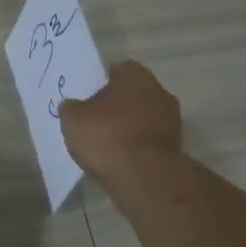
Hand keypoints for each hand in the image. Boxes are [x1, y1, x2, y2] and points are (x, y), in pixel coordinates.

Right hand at [58, 61, 182, 185]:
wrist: (144, 176)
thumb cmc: (107, 136)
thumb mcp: (73, 119)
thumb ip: (71, 107)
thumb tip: (73, 105)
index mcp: (136, 75)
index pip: (117, 70)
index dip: (100, 83)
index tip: (86, 99)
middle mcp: (159, 91)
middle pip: (132, 94)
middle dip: (116, 106)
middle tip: (94, 122)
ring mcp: (171, 120)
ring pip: (142, 118)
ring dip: (127, 128)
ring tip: (105, 146)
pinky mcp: (174, 147)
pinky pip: (148, 141)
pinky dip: (136, 147)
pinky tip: (120, 160)